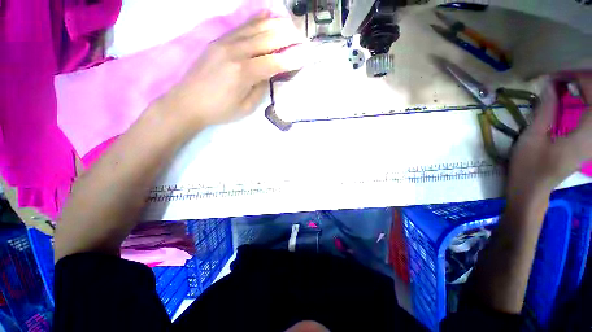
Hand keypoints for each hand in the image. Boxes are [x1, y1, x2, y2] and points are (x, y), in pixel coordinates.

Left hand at [162, 11, 308, 129]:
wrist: (187, 102)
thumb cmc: (219, 110)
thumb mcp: (245, 107)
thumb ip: (260, 88)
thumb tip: (269, 73)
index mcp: (244, 73)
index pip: (275, 62)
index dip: (292, 59)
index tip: (307, 54)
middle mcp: (235, 53)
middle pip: (267, 40)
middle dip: (287, 37)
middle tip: (302, 36)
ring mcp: (225, 43)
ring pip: (255, 29)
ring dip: (275, 25)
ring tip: (290, 24)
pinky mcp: (218, 41)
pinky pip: (240, 27)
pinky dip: (256, 20)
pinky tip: (267, 14)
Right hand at [508, 72, 591, 200]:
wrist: (531, 189)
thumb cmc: (529, 166)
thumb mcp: (533, 138)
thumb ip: (545, 110)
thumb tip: (550, 85)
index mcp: (585, 136)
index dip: (581, 80)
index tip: (562, 72)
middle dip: (586, 82)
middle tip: (565, 74)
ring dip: (587, 92)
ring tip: (570, 81)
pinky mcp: (588, 143)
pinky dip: (586, 102)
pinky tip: (575, 96)